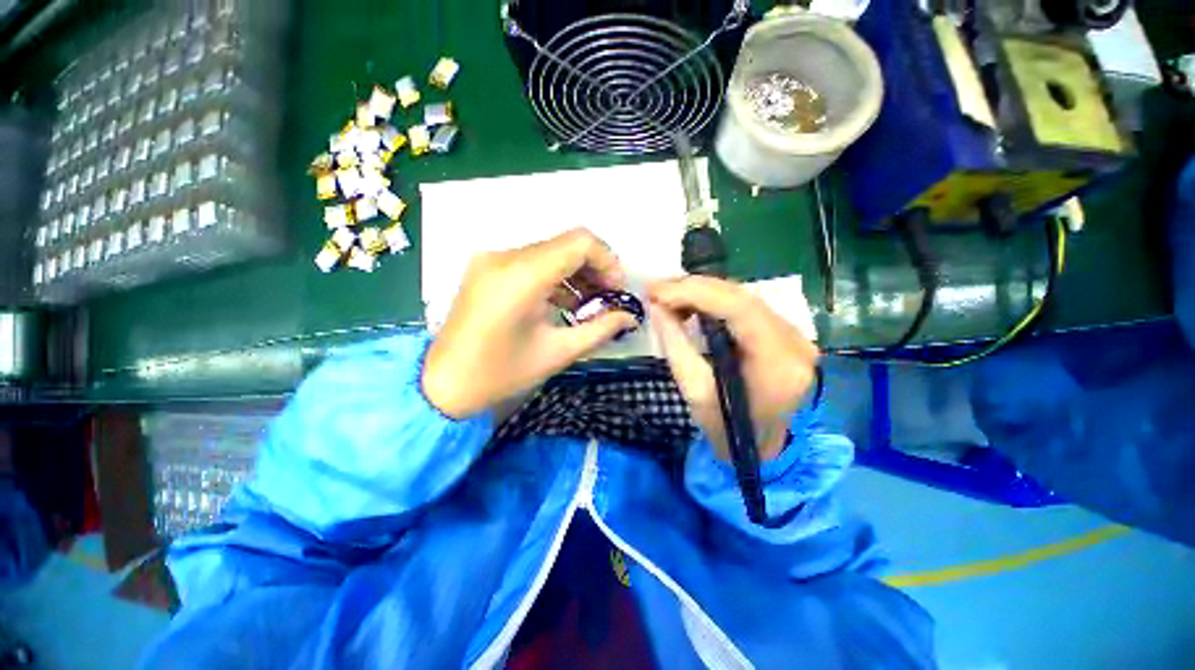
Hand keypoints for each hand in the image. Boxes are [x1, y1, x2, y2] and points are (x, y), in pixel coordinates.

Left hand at [423, 229, 637, 418]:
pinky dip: (555, 277)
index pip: (579, 242)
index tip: (616, 290)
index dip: (607, 261)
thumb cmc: (500, 374)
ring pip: (550, 251)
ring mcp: (492, 259)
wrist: (442, 384)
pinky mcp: (487, 268)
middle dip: (595, 268)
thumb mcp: (557, 353)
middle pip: (566, 244)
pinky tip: (565, 302)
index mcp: (521, 276)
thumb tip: (630, 316)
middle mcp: (504, 256)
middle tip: (607, 300)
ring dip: (576, 273)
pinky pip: (532, 262)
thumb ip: (600, 329)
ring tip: (589, 305)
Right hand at [648, 277, 819, 460]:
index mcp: (778, 363)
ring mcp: (797, 336)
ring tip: (669, 296)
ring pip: (744, 297)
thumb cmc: (727, 429)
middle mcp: (796, 342)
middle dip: (694, 288)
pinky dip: (715, 302)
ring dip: (703, 292)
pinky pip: (747, 307)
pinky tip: (692, 305)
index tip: (657, 291)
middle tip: (658, 290)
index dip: (695, 293)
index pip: (739, 309)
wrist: (761, 445)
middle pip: (742, 297)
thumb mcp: (694, 392)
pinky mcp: (787, 334)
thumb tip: (656, 306)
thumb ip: (675, 344)